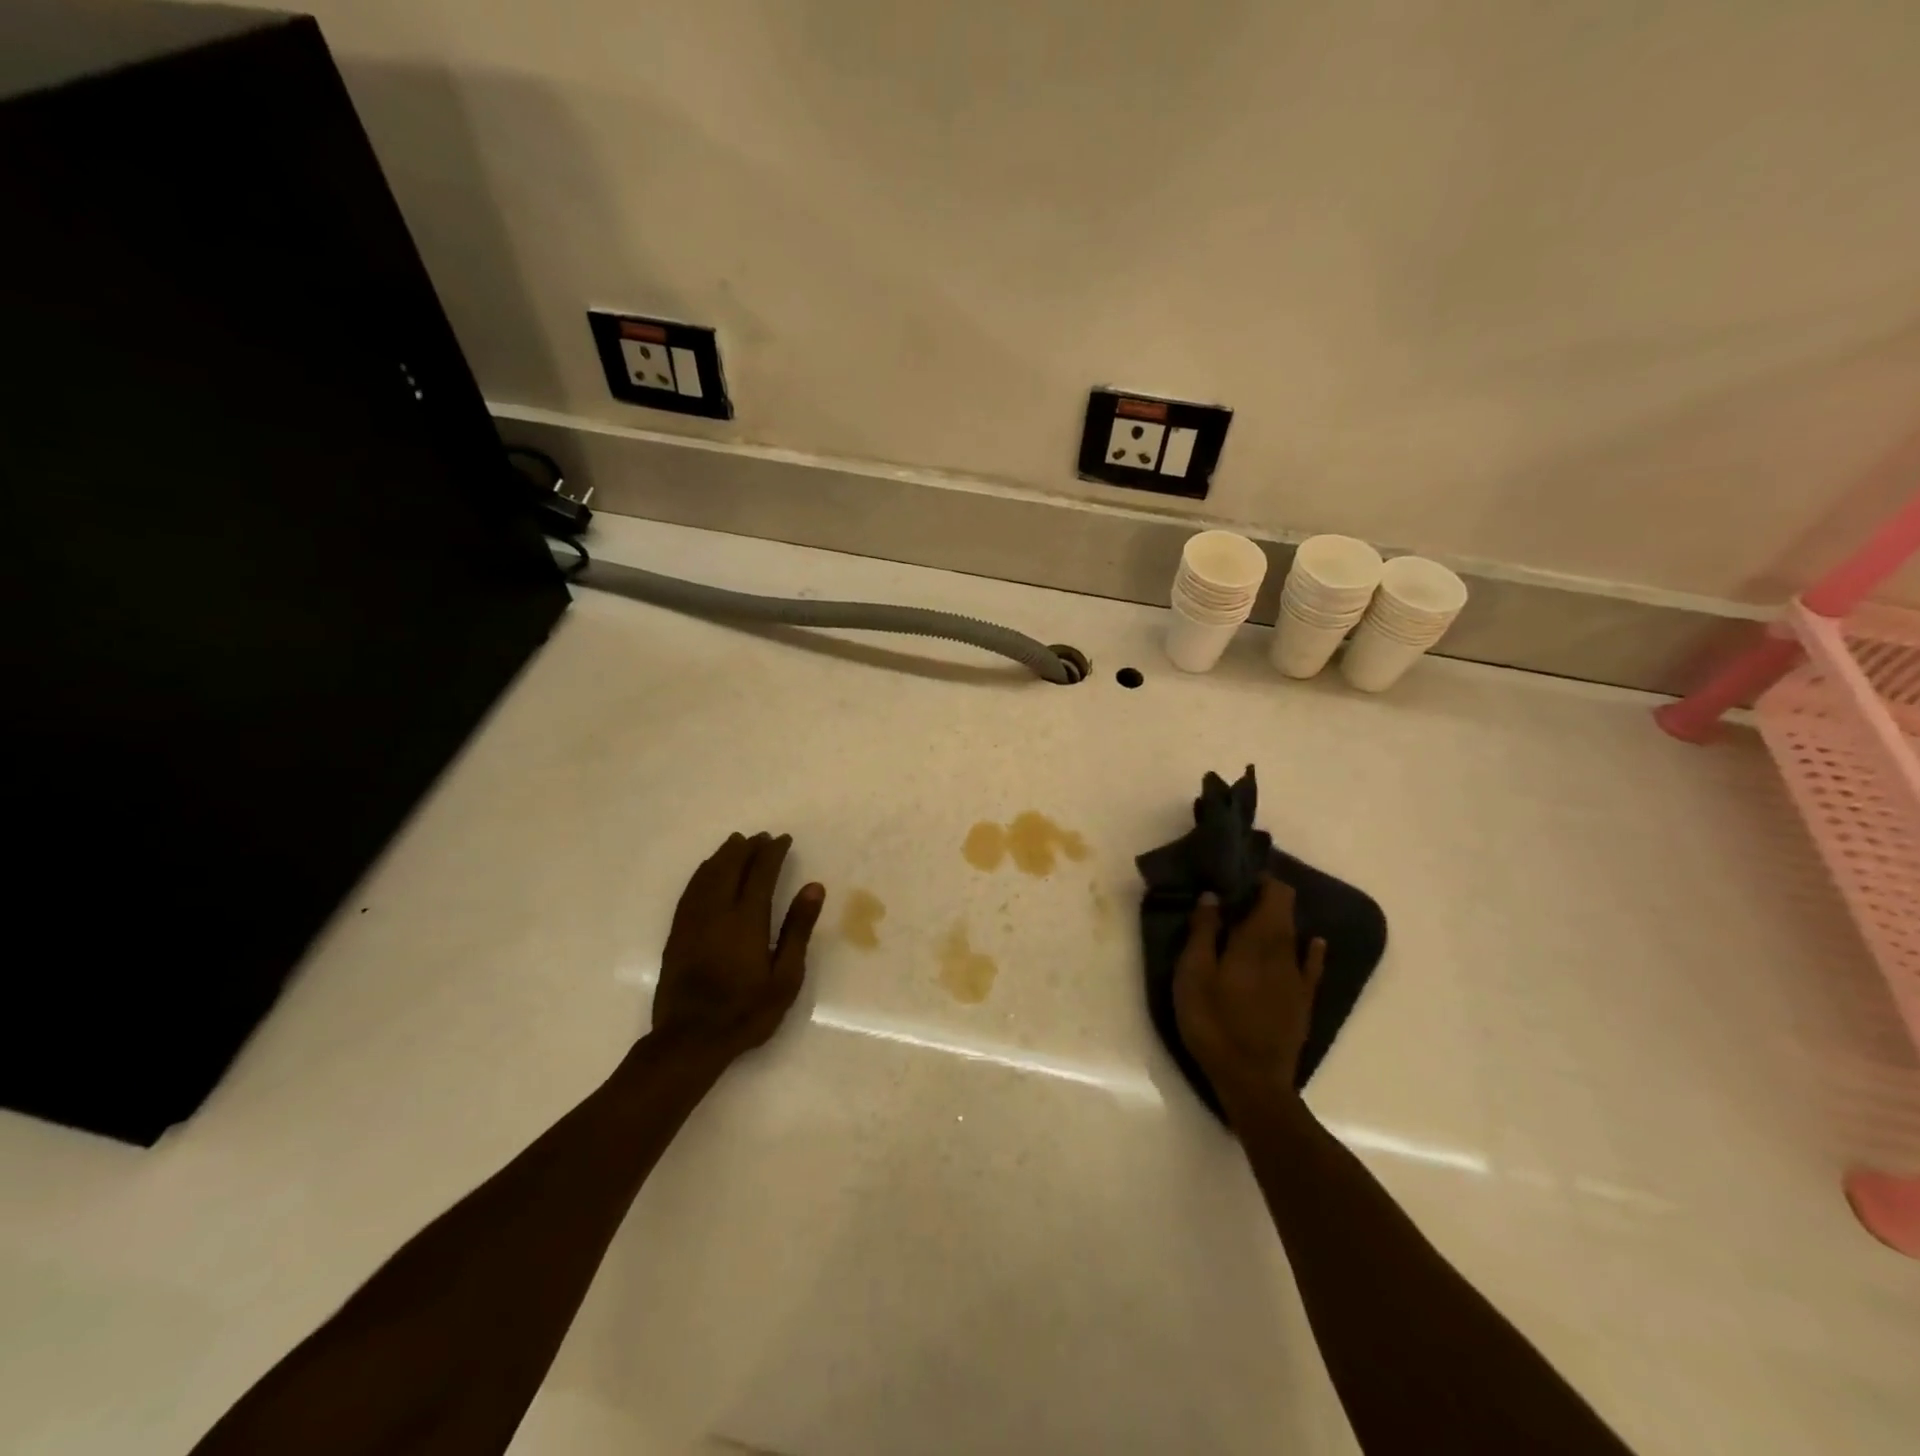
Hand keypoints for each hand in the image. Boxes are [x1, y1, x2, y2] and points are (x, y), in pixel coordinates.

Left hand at [653, 833, 825, 1059]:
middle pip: (731, 867)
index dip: (773, 853)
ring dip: (723, 855)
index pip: (761, 873)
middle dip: (747, 848)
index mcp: (746, 919)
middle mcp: (717, 912)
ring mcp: (692, 921)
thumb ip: (797, 929)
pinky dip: (703, 873)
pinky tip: (708, 871)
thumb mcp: (785, 976)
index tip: (783, 840)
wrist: (690, 1040)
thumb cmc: (746, 1011)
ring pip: (707, 875)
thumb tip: (813, 887)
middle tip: (761, 837)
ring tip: (736, 843)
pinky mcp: (677, 934)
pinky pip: (690, 890)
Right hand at [1173, 877, 1325, 1119]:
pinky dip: (1311, 950)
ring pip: (1293, 935)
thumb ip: (1203, 932)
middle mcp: (1284, 951)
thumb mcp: (1194, 974)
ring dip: (1279, 920)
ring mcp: (1298, 978)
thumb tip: (1213, 895)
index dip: (1261, 879)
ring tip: (1256, 916)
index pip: (1274, 894)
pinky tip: (1314, 943)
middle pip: (1284, 911)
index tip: (1237, 875)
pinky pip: (1311, 966)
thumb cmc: (1213, 1022)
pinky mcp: (1303, 1002)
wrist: (1252, 1080)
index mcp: (1257, 940)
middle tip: (1237, 894)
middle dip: (1266, 896)